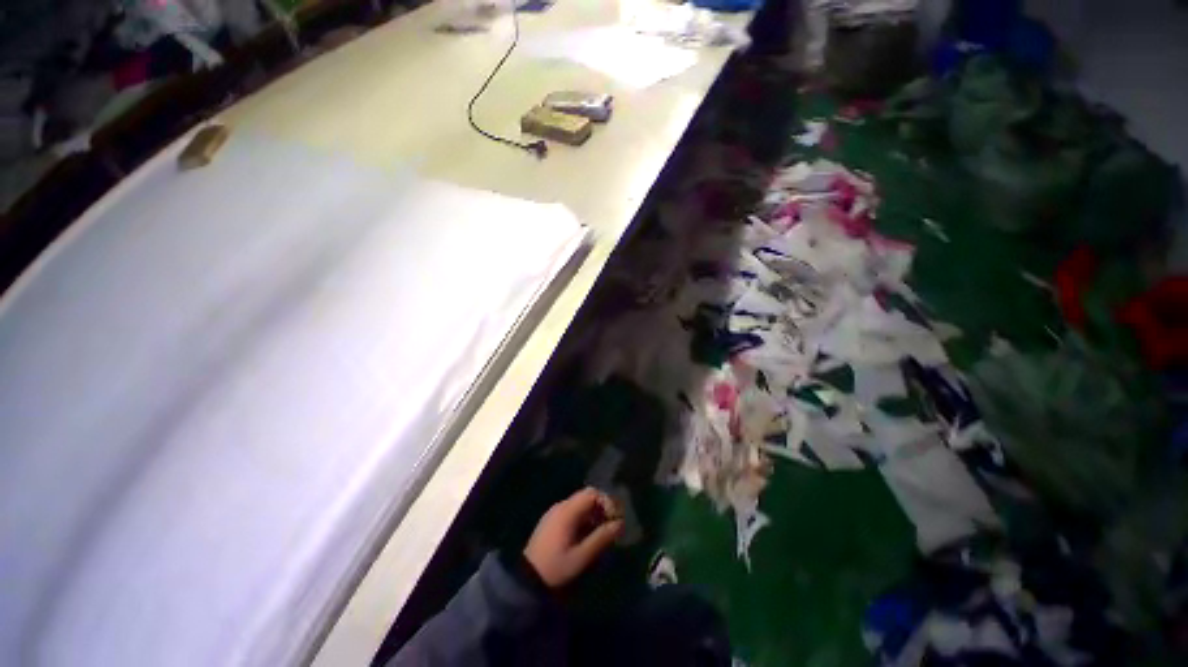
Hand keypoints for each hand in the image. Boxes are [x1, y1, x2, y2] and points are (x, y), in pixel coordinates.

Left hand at [524, 487, 622, 588]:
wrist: (526, 579)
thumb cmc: (556, 567)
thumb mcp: (581, 556)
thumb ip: (601, 538)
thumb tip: (620, 524)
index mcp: (567, 511)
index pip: (592, 493)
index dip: (607, 501)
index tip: (615, 517)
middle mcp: (561, 506)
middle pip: (586, 495)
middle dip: (602, 506)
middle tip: (612, 522)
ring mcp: (555, 512)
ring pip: (580, 503)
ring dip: (594, 512)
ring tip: (603, 530)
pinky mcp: (552, 520)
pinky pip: (572, 510)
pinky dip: (584, 517)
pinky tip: (588, 533)